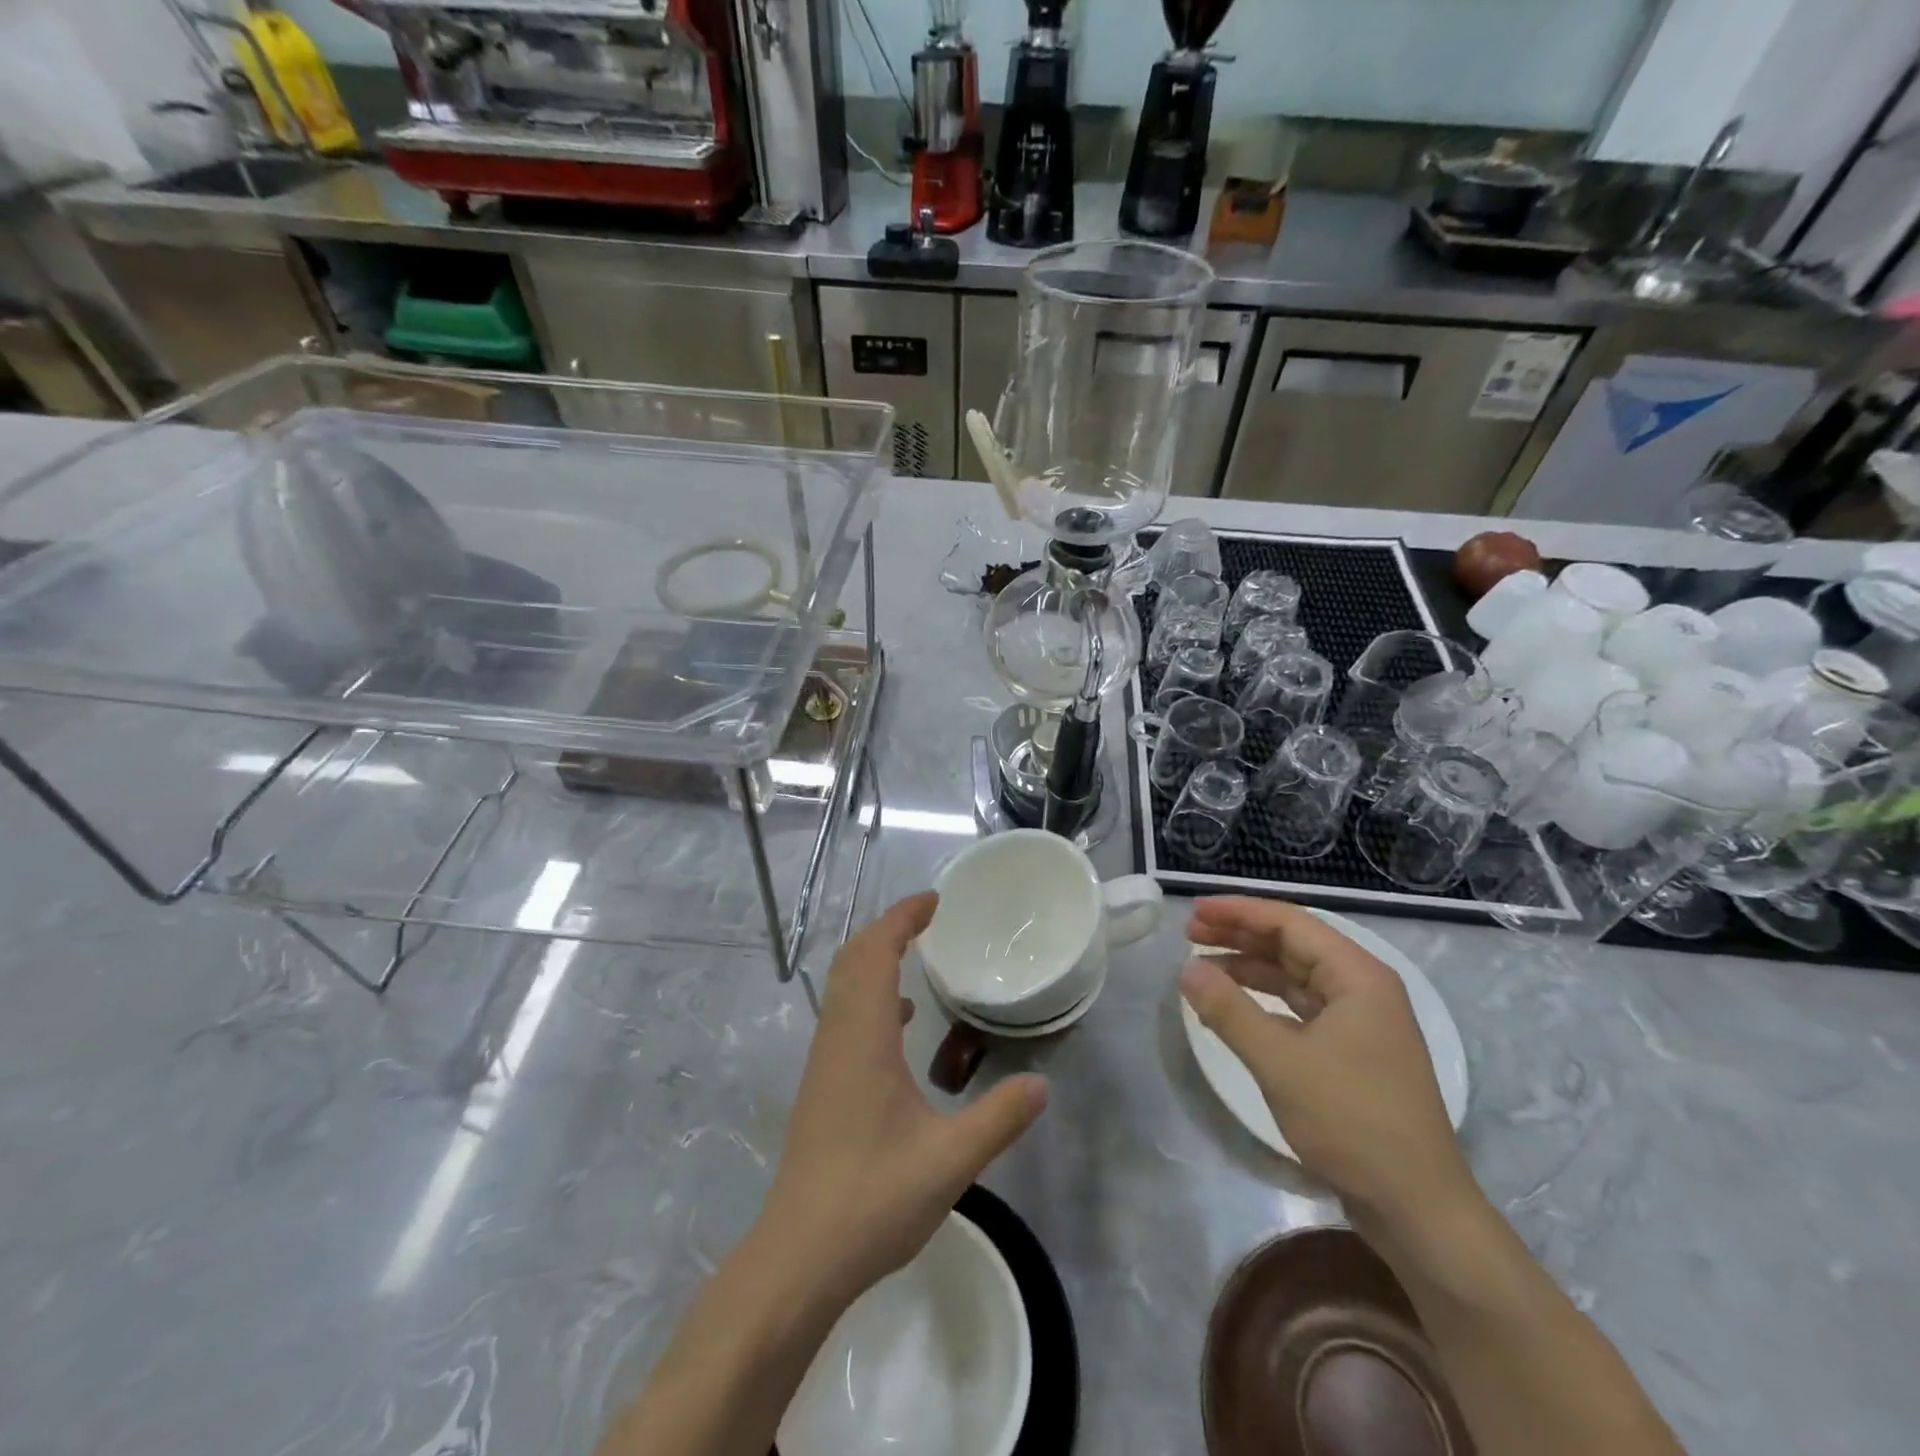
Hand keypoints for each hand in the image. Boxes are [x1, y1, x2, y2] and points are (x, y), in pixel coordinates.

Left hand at [757, 893, 1047, 1310]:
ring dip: (874, 959)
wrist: (799, 1256)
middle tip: (928, 918)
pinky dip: (869, 996)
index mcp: (863, 1037)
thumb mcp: (950, 1160)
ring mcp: (824, 1062)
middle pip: (853, 959)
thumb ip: (999, 1118)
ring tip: (915, 955)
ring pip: (843, 987)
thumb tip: (1040, 1084)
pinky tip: (899, 1023)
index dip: (901, 918)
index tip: (934, 901)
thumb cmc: (873, 1198)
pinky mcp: (821, 1085)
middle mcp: (837, 1037)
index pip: (876, 953)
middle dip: (887, 929)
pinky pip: (844, 1016)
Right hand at [1179, 897, 1473, 1234]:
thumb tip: (1187, 969)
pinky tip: (1233, 1008)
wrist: (1417, 1208)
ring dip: (1248, 969)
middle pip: (1292, 946)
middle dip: (1240, 936)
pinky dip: (1263, 1003)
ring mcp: (1359, 1023)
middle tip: (1189, 934)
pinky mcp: (1351, 1053)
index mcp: (1357, 977)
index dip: (1239, 912)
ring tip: (1201, 967)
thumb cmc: (1352, 1122)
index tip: (1195, 911)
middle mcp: (1362, 989)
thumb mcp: (1281, 1062)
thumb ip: (1229, 1010)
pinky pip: (1298, 1009)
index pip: (1290, 923)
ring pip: (1293, 978)